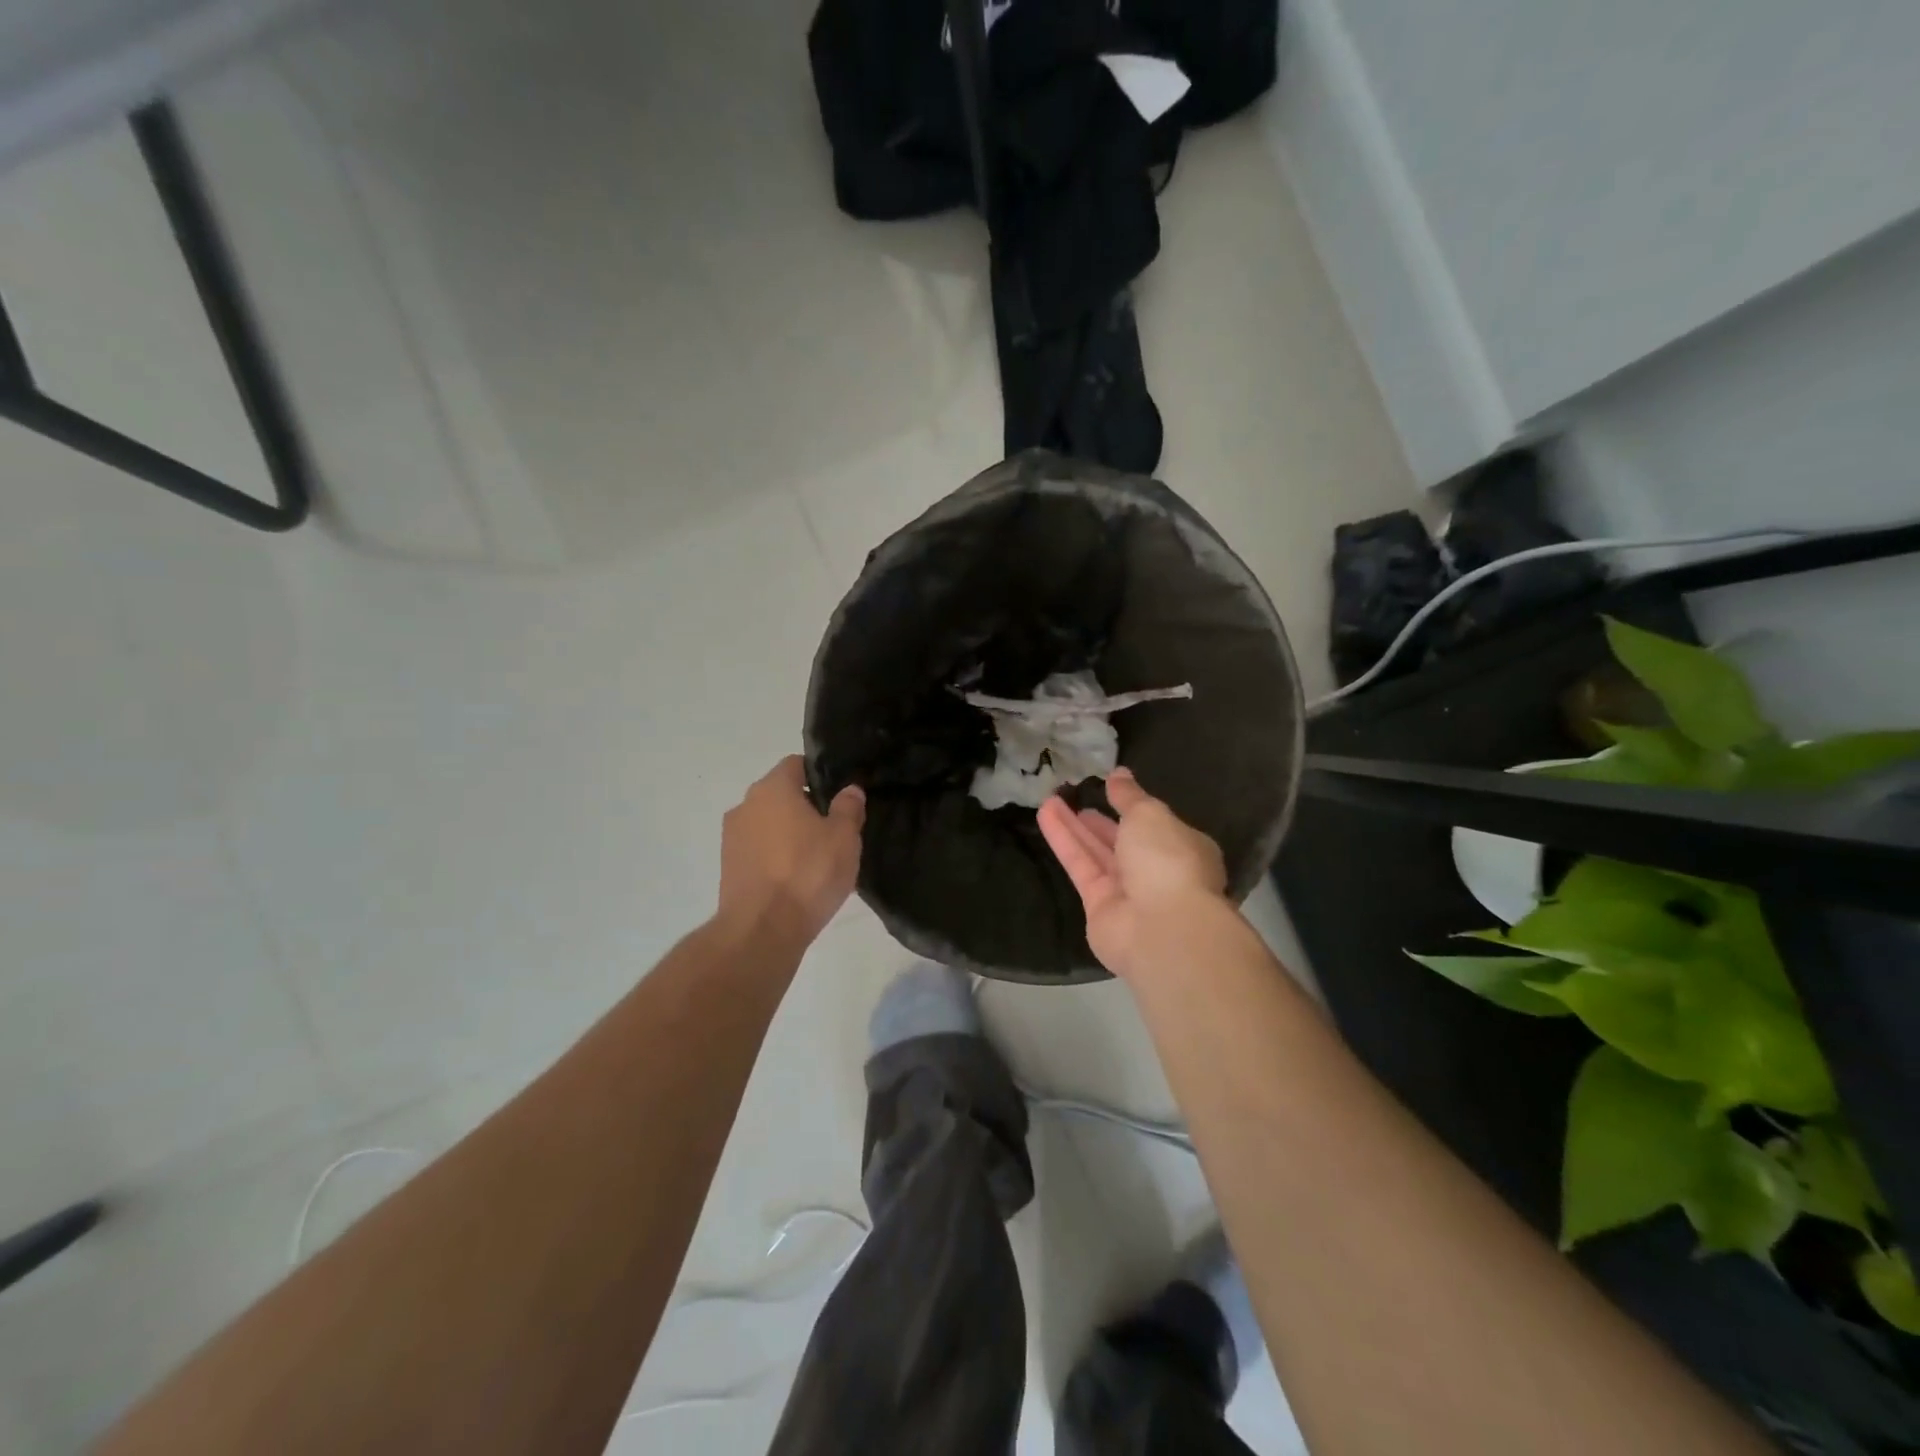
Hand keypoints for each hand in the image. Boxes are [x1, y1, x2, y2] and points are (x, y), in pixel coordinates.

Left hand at [717, 757, 864, 944]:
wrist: (762, 930)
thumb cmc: (808, 873)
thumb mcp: (844, 837)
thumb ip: (848, 807)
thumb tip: (849, 789)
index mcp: (773, 788)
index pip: (797, 764)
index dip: (820, 776)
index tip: (840, 796)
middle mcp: (746, 805)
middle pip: (780, 794)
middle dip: (805, 806)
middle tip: (834, 829)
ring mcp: (732, 837)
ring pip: (768, 824)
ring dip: (788, 833)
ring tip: (816, 858)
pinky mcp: (728, 867)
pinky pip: (758, 851)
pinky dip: (775, 857)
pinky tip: (796, 879)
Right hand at [1037, 767, 1229, 981]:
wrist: (1162, 928)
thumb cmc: (1168, 861)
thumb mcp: (1150, 815)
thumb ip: (1130, 796)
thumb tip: (1119, 774)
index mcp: (1183, 848)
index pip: (1156, 826)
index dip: (1133, 807)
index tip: (1111, 789)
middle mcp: (1157, 872)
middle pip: (1123, 842)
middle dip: (1101, 821)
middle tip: (1076, 797)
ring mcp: (1128, 893)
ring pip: (1097, 853)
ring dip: (1074, 827)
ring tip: (1049, 799)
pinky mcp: (1099, 907)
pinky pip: (1080, 867)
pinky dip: (1064, 842)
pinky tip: (1046, 815)